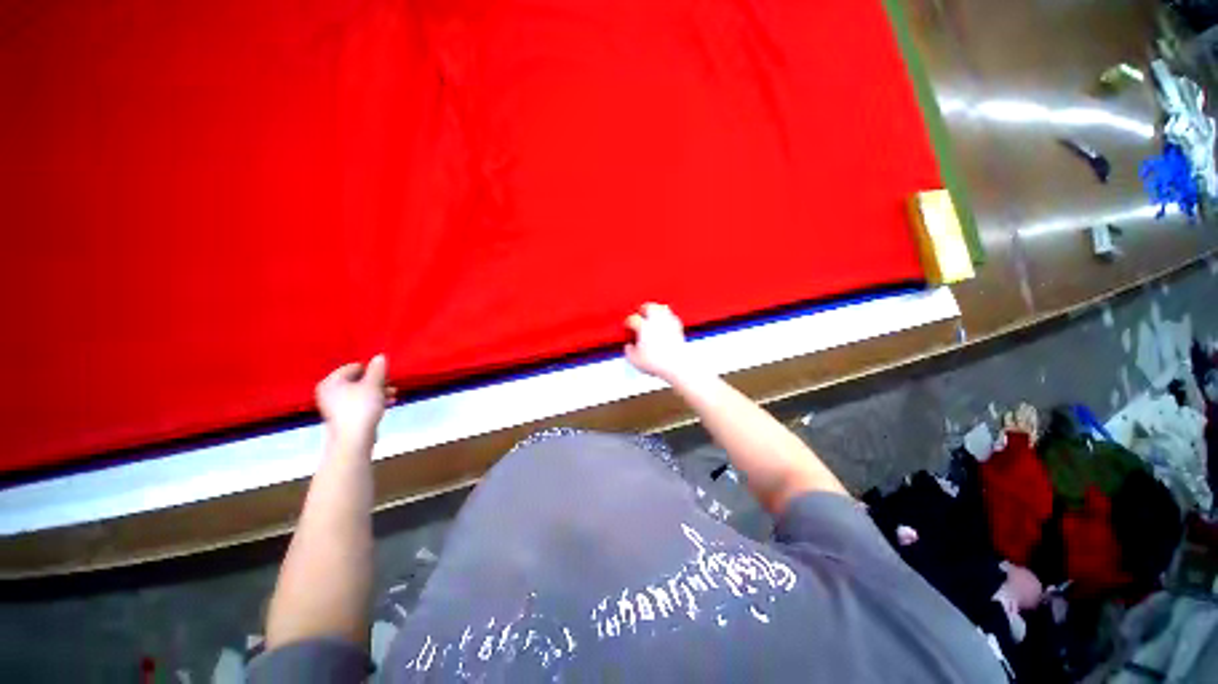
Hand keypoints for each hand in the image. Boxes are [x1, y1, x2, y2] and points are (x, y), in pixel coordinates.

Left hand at [316, 355, 395, 444]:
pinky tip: (388, 404)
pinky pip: (359, 403)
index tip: (387, 376)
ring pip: (361, 393)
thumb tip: (380, 356)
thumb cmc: (362, 407)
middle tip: (392, 386)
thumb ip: (377, 369)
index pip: (354, 367)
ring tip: (393, 395)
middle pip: (358, 380)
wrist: (354, 438)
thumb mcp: (373, 384)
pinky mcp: (343, 416)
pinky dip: (373, 402)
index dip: (372, 370)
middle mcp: (330, 391)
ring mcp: (335, 405)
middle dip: (378, 382)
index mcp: (332, 381)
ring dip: (379, 392)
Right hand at [625, 303, 697, 382]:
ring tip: (652, 315)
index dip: (628, 322)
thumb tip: (629, 346)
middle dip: (643, 309)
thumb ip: (628, 350)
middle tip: (640, 313)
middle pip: (649, 306)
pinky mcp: (678, 328)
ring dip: (656, 310)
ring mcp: (668, 323)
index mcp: (644, 327)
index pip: (633, 319)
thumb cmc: (656, 363)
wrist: (676, 365)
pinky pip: (672, 316)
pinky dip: (667, 317)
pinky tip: (665, 322)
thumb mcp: (634, 360)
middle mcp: (656, 321)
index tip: (627, 326)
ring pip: (662, 308)